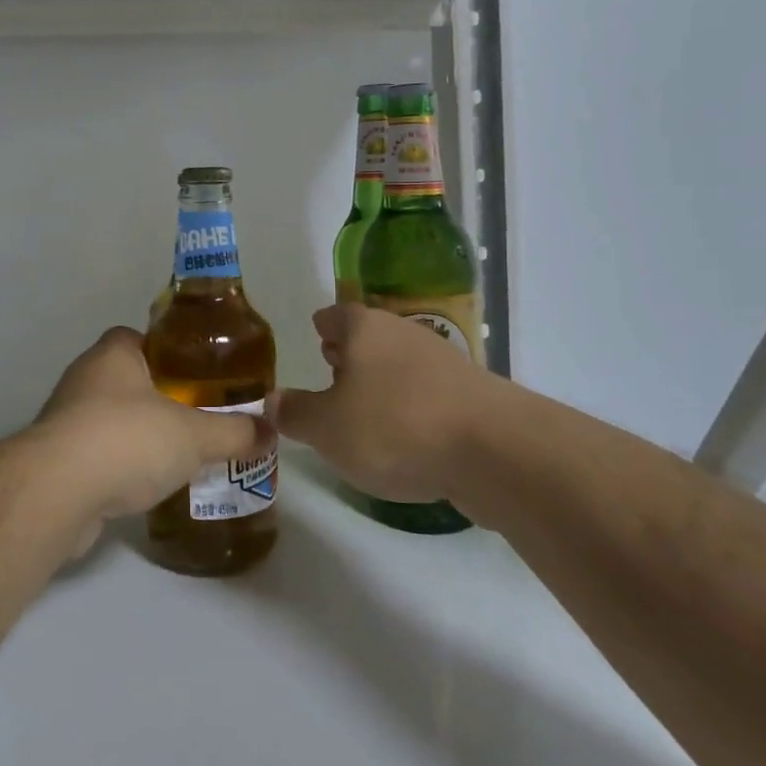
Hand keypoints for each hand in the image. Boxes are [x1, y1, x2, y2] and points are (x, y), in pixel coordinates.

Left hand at [31, 327, 269, 532]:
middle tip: (199, 417)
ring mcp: (67, 419)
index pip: (142, 338)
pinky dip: (122, 465)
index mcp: (114, 354)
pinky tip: (148, 485)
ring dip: (141, 434)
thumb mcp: (194, 434)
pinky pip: (99, 454)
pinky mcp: (59, 459)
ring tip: (180, 455)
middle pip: (130, 380)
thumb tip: (269, 432)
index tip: (199, 374)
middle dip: (162, 398)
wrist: (57, 493)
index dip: (171, 352)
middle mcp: (85, 378)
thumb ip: (234, 432)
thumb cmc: (127, 440)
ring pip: (114, 419)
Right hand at [271, 304, 497, 505]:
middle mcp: (404, 333)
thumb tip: (272, 401)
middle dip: (351, 350)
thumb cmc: (393, 426)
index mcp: (365, 328)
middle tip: (332, 367)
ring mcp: (444, 361)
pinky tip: (406, 432)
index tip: (316, 333)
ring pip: (400, 362)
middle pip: (370, 334)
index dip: (323, 325)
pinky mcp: (472, 394)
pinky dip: (411, 403)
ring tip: (365, 405)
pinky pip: (427, 391)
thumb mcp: (327, 428)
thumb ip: (295, 413)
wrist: (494, 450)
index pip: (335, 315)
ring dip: (382, 379)